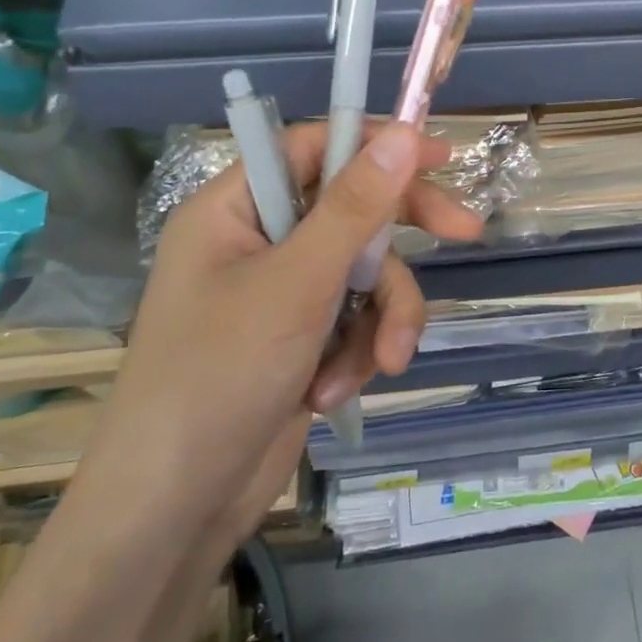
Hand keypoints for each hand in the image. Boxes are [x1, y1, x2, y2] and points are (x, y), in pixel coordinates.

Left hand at [74, 122, 480, 543]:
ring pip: (364, 275)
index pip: (315, 148)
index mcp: (236, 209)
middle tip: (467, 233)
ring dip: (382, 318)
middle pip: (351, 211)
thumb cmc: (220, 376)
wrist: (175, 510)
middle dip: (401, 239)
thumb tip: (401, 131)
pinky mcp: (300, 340)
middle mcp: (258, 241)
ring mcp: (281, 294)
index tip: (439, 158)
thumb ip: (355, 206)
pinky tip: (335, 390)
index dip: (377, 145)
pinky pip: (355, 320)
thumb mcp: (298, 283)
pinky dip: (358, 352)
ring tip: (383, 362)